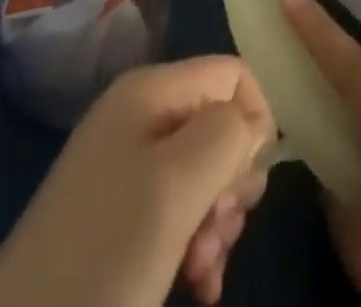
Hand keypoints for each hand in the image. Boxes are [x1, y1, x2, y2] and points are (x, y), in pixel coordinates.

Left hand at [0, 57, 272, 306]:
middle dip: (233, 184)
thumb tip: (255, 123)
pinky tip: (197, 287)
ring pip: (206, 176)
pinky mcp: (121, 219)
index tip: (241, 189)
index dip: (254, 125)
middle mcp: (140, 117)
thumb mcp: (175, 187)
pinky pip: (182, 213)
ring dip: (218, 224)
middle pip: (221, 126)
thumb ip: (227, 135)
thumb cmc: (104, 256)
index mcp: (149, 90)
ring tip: (203, 272)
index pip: (232, 74)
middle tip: (218, 233)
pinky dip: (199, 246)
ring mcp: (127, 169)